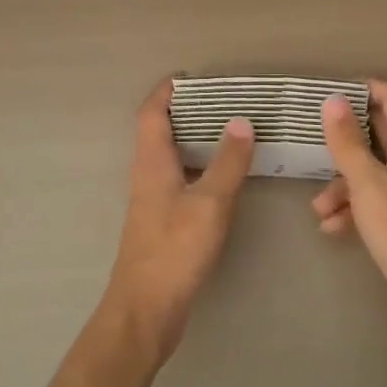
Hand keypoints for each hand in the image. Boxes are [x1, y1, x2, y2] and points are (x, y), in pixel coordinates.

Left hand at [103, 81, 255, 362]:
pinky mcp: (160, 221)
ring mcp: (152, 199)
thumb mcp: (209, 203)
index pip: (151, 112)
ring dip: (193, 139)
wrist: (146, 308)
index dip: (166, 91)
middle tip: (222, 101)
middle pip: (160, 130)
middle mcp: (146, 174)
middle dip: (186, 111)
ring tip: (229, 131)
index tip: (191, 77)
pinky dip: (198, 167)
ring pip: (170, 156)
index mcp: (151, 161)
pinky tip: (223, 177)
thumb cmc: (175, 249)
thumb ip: (227, 162)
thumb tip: (241, 121)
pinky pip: (178, 179)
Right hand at [313, 79, 386, 351]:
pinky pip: (372, 204)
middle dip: (345, 139)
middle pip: (378, 136)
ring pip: (370, 174)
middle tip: (313, 134)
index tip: (334, 90)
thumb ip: (348, 142)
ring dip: (342, 185)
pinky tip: (333, 229)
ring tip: (319, 208)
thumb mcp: (367, 183)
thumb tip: (333, 100)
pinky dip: (352, 211)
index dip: (367, 89)